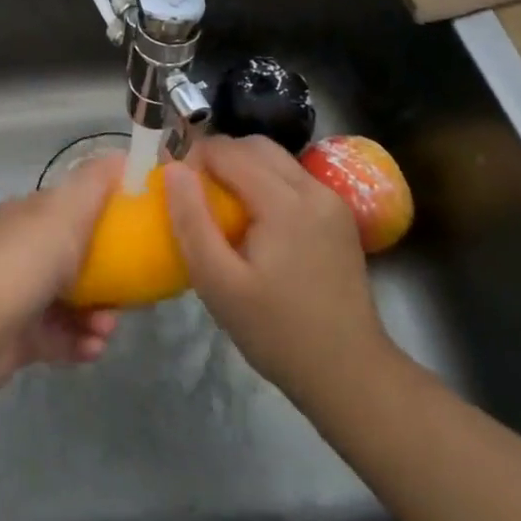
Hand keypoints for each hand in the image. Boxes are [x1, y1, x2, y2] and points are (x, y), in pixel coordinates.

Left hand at [0, 153, 121, 390]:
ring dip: (97, 316)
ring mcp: (19, 295)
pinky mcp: (20, 336)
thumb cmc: (28, 260)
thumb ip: (95, 182)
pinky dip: (80, 342)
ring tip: (106, 328)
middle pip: (74, 261)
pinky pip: (61, 337)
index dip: (102, 218)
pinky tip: (94, 347)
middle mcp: (21, 252)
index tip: (134, 234)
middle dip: (106, 279)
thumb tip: (121, 155)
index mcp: (28, 217)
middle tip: (127, 295)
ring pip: (71, 303)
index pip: (69, 209)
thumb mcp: (67, 210)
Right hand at [165, 135, 389, 409]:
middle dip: (217, 157)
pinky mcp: (338, 217)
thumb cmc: (276, 331)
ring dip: (241, 168)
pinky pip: (292, 180)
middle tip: (192, 192)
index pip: (228, 151)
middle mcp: (314, 189)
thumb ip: (191, 221)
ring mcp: (332, 201)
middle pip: (254, 146)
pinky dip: (265, 183)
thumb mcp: (218, 282)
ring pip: (276, 160)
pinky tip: (252, 220)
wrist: (350, 374)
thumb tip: (173, 168)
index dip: (192, 157)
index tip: (170, 183)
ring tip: (218, 205)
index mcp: (285, 202)